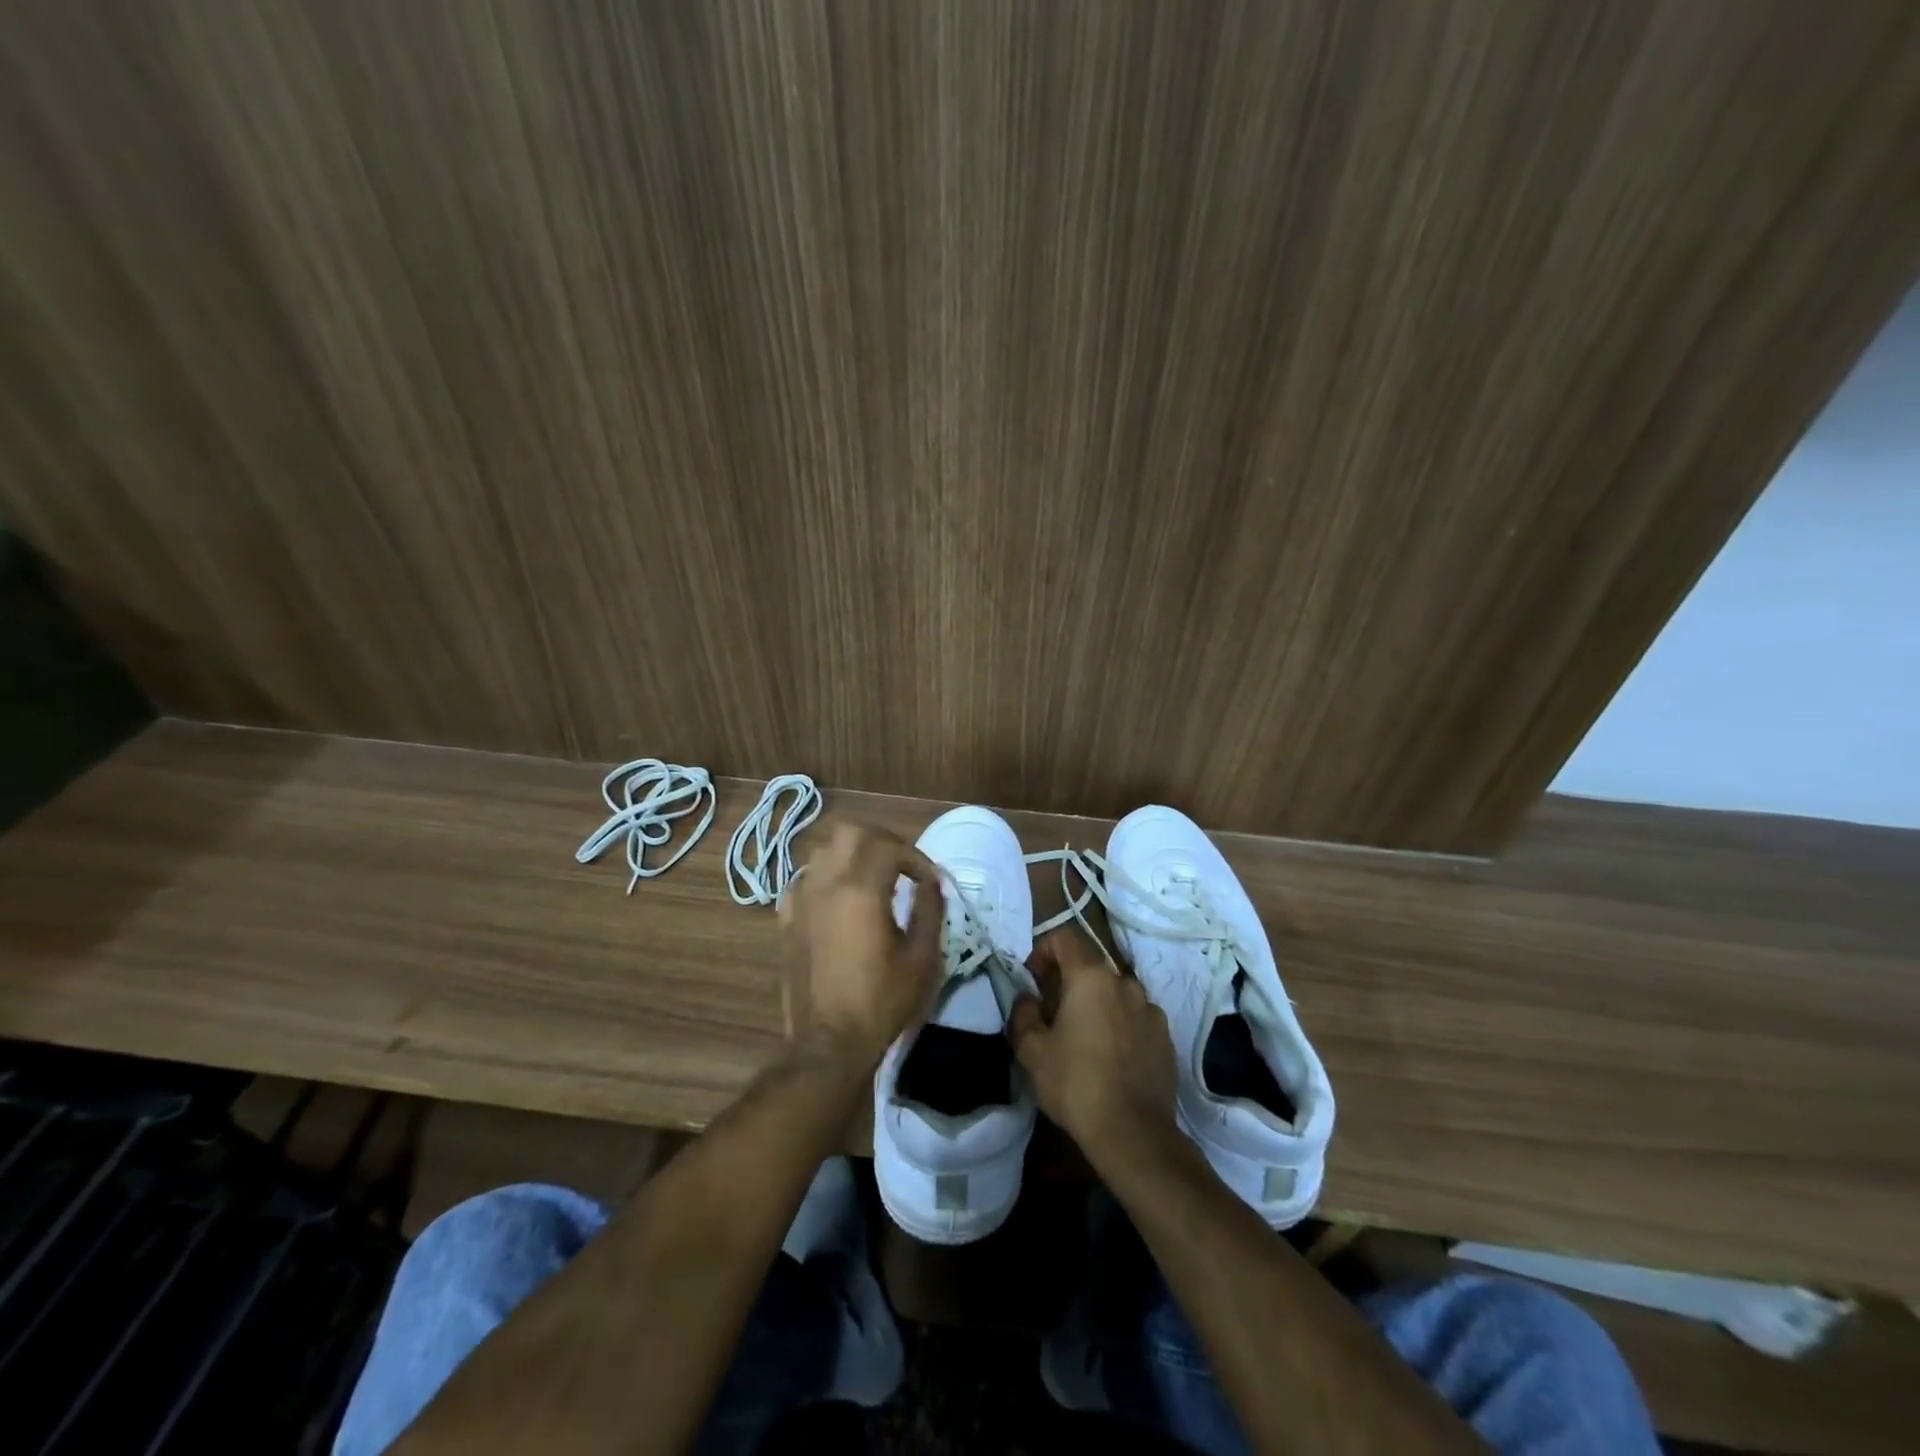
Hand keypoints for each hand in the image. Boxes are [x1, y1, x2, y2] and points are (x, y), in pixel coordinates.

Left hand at [780, 819, 943, 1068]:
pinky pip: (804, 879)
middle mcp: (825, 884)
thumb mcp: (922, 959)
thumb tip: (932, 881)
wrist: (828, 1044)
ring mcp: (800, 900)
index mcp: (860, 891)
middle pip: (850, 832)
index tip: (929, 880)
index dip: (915, 856)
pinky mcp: (786, 919)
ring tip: (873, 878)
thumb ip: (930, 909)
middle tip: (901, 865)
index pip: (889, 845)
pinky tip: (839, 900)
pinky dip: (825, 877)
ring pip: (823, 851)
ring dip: (852, 854)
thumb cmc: (881, 1002)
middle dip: (880, 840)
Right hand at [1008, 929, 1177, 1167]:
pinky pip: (1136, 1018)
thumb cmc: (1076, 1084)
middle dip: (1070, 981)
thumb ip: (1023, 1015)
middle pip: (1092, 967)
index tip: (1033, 978)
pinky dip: (1121, 1025)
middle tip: (1054, 1013)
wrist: (1133, 1133)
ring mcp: (1150, 1010)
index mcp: (1091, 978)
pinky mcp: (1166, 1037)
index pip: (1065, 938)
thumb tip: (1027, 999)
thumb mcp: (1032, 1052)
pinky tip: (1111, 1057)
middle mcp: (1125, 983)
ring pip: (1116, 993)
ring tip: (1085, 1037)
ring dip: (1098, 1003)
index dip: (1044, 950)